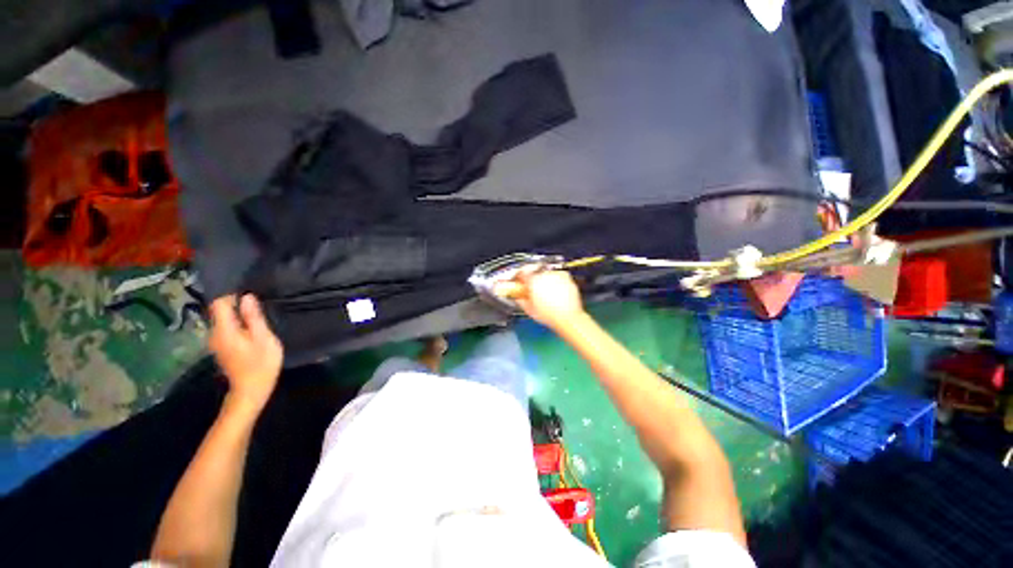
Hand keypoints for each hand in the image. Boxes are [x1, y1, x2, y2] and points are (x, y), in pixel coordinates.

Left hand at [208, 294, 282, 413]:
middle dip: (236, 304)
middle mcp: (214, 334)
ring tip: (257, 315)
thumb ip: (254, 317)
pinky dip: (237, 324)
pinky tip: (252, 329)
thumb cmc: (261, 364)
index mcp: (224, 330)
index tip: (250, 295)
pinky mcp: (222, 348)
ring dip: (237, 315)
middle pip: (219, 311)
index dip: (232, 295)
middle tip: (258, 304)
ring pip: (223, 320)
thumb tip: (247, 297)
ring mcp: (216, 342)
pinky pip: (226, 329)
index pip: (219, 303)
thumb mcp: (264, 338)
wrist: (250, 391)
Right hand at [495, 269, 584, 330]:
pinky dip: (555, 280)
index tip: (520, 282)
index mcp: (533, 280)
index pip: (522, 273)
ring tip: (546, 292)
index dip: (519, 278)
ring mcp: (556, 274)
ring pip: (546, 273)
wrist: (568, 317)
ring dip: (544, 279)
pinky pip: (557, 275)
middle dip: (532, 280)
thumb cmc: (550, 315)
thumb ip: (519, 299)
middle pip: (534, 272)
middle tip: (533, 290)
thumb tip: (516, 295)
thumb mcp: (528, 309)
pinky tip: (555, 291)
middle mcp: (545, 274)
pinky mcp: (566, 276)